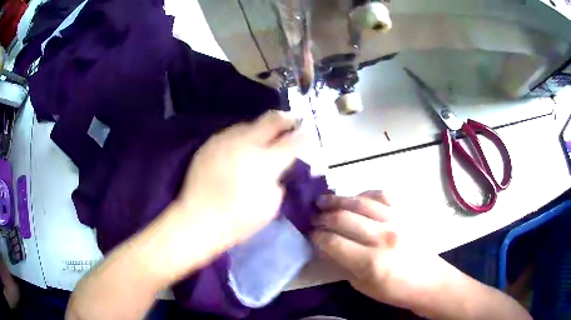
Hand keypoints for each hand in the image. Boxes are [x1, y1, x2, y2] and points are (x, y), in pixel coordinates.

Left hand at [177, 111, 301, 249]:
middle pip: (272, 120)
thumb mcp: (270, 206)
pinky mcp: (210, 144)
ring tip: (268, 132)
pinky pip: (231, 132)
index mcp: (265, 161)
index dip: (303, 136)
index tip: (308, 132)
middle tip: (294, 119)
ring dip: (262, 126)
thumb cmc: (238, 220)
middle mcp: (246, 143)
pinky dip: (242, 135)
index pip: (291, 141)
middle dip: (287, 119)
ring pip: (249, 123)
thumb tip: (276, 169)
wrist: (197, 219)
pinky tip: (243, 143)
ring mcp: (225, 140)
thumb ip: (277, 181)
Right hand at [311, 191, 444, 312]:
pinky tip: (355, 198)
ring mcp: (396, 221)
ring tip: (324, 200)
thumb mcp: (363, 285)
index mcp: (370, 262)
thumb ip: (342, 264)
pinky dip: (365, 194)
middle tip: (313, 217)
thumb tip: (325, 247)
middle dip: (323, 217)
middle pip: (343, 218)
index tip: (310, 234)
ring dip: (338, 200)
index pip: (333, 242)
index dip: (317, 237)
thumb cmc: (395, 290)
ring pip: (360, 202)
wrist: (429, 281)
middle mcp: (383, 237)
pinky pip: (382, 195)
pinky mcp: (405, 214)